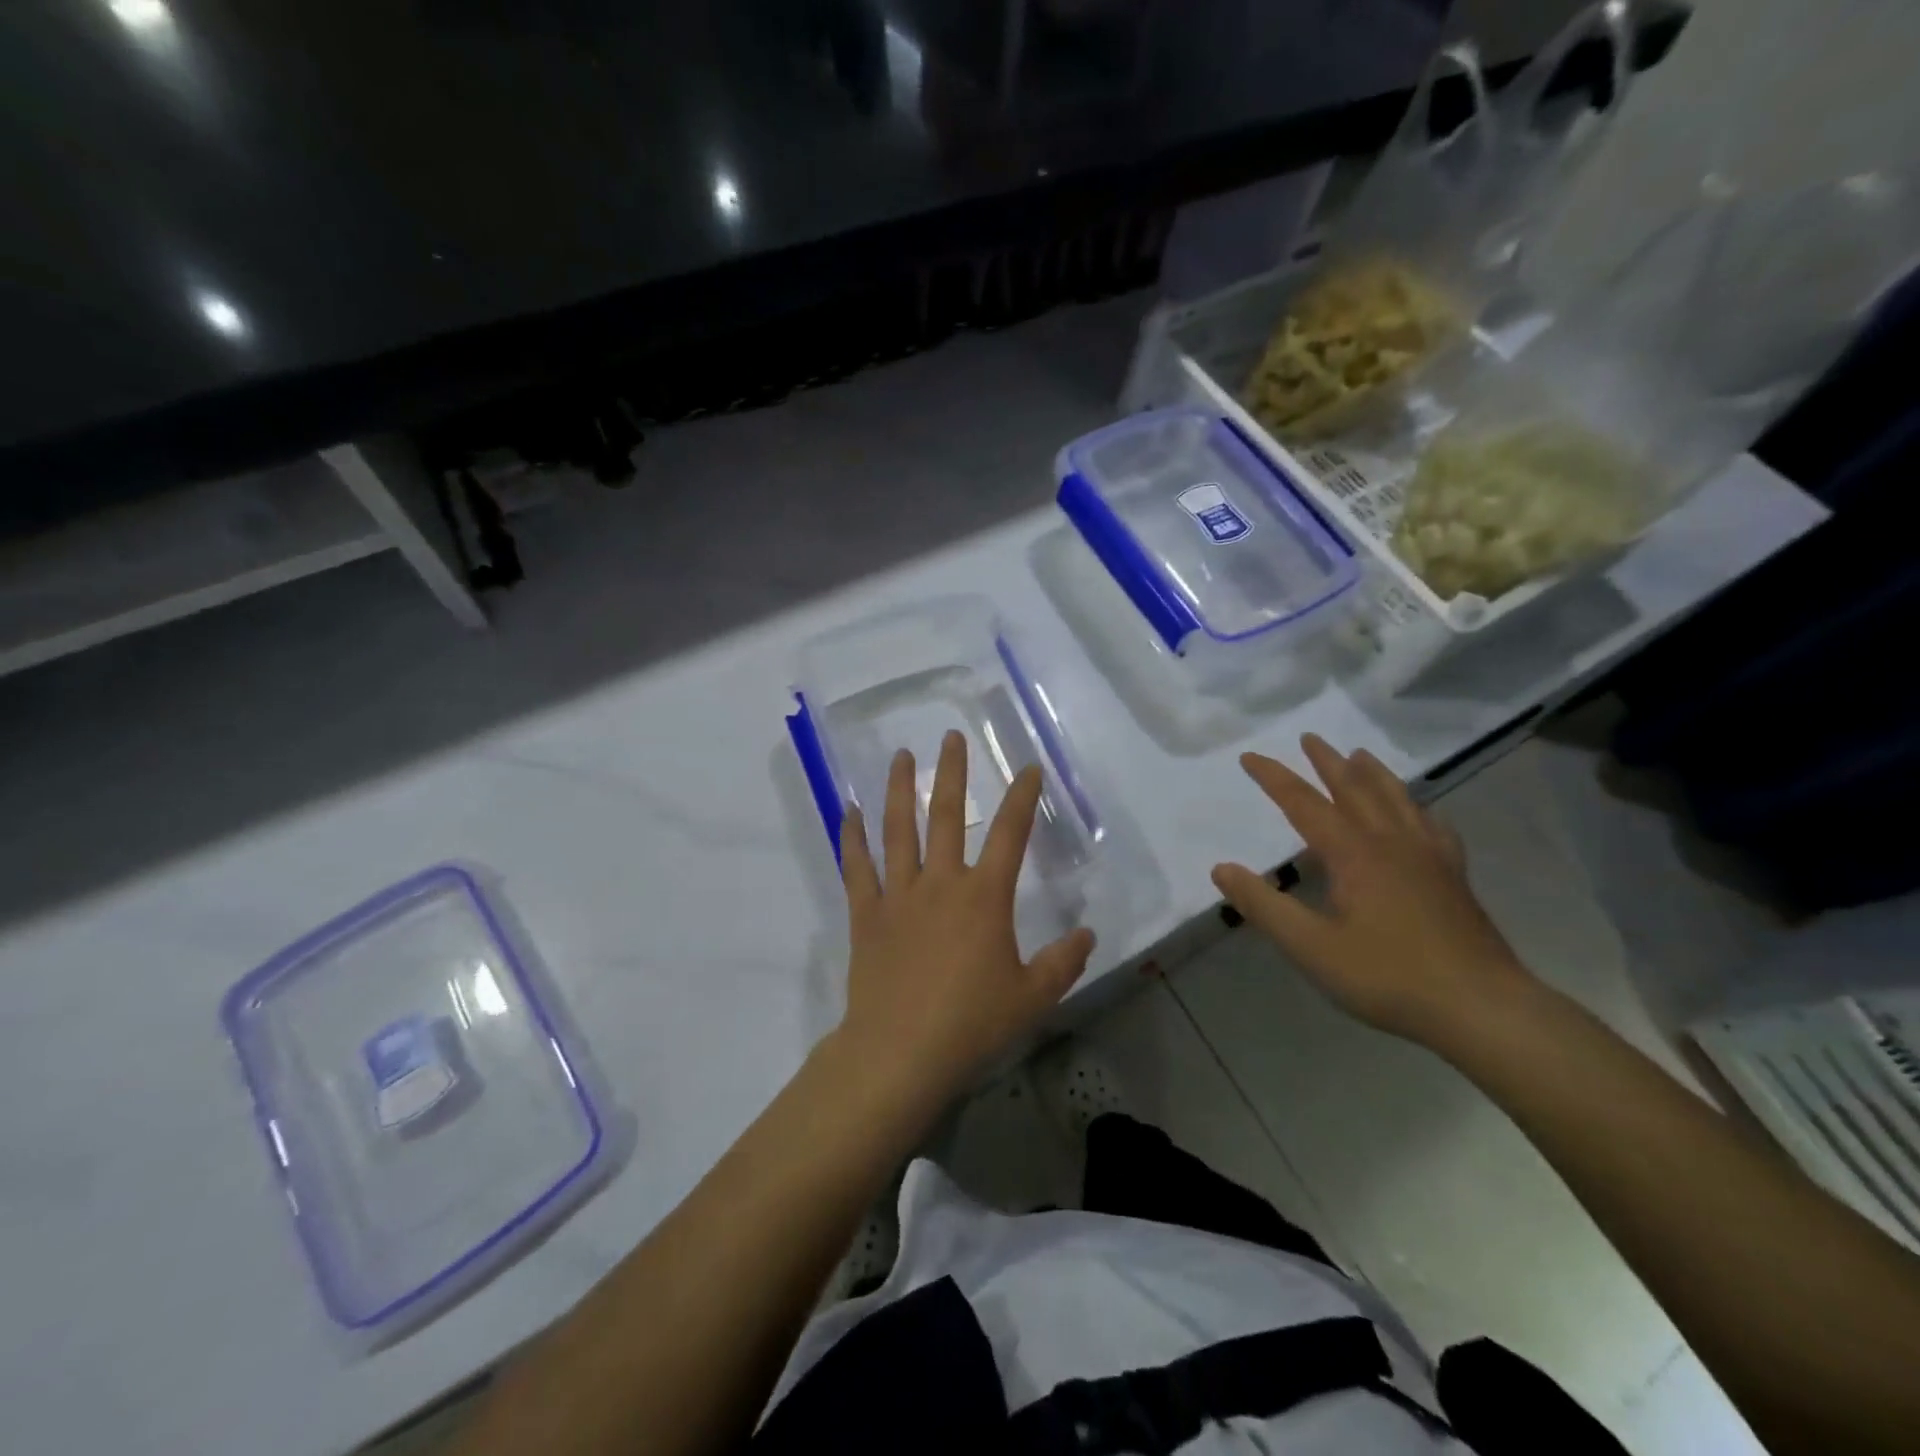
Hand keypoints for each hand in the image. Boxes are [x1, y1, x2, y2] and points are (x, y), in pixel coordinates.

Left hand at [833, 730, 1095, 1102]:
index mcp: (984, 897)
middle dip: (952, 773)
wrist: (900, 1052)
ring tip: (900, 755)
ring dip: (899, 789)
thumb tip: (1088, 935)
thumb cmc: (971, 1023)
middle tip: (951, 737)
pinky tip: (849, 810)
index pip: (1011, 834)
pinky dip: (852, 837)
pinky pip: (857, 867)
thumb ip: (1063, 962)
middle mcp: (941, 883)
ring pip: (898, 829)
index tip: (1028, 768)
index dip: (1022, 798)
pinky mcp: (866, 914)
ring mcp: (899, 895)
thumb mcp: (1032, 997)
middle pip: (948, 816)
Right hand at [1211, 733, 1533, 1047]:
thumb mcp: (1311, 948)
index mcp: (1354, 854)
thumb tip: (1221, 869)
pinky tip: (1419, 812)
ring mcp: (1429, 857)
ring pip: (1397, 799)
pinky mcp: (1454, 877)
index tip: (1249, 757)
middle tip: (1309, 738)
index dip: (1274, 778)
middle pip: (1355, 789)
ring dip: (1372, 773)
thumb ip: (1264, 906)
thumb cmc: (1388, 977)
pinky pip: (1433, 826)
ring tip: (1359, 754)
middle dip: (1327, 762)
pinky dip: (1417, 808)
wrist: (1482, 1008)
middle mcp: (1391, 843)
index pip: (1304, 803)